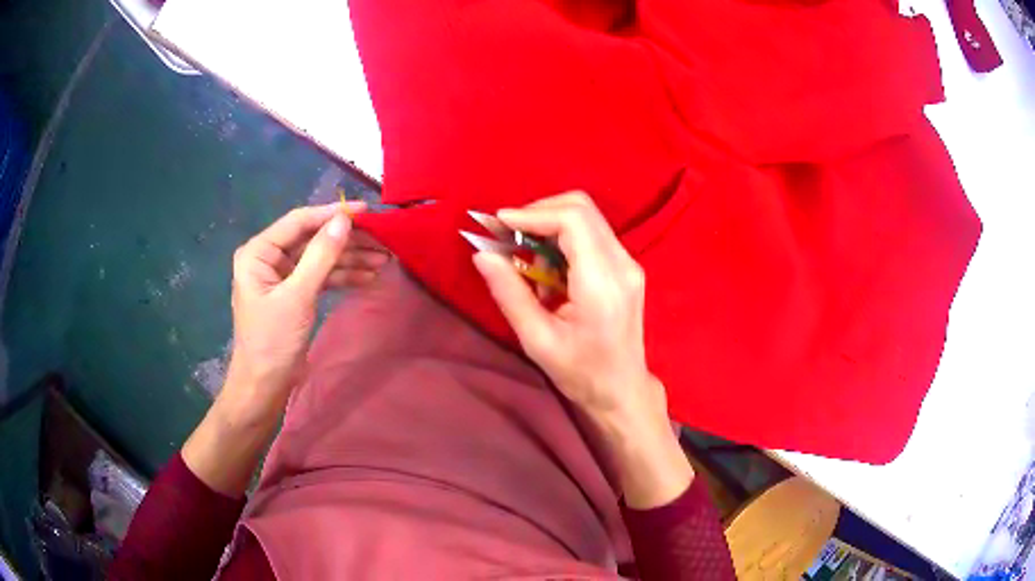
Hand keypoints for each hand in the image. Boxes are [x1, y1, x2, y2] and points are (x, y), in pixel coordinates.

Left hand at [184, 202, 388, 495]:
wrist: (264, 386)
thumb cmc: (273, 341)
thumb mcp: (297, 296)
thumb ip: (320, 256)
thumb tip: (344, 220)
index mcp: (259, 252)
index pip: (299, 222)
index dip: (332, 213)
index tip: (366, 211)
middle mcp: (269, 258)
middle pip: (313, 239)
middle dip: (347, 240)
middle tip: (382, 240)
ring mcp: (283, 276)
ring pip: (320, 258)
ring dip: (350, 259)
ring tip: (384, 260)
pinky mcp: (294, 294)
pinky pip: (321, 277)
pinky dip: (342, 277)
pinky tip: (367, 276)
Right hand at [473, 192, 691, 507]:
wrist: (622, 389)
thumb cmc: (581, 373)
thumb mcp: (537, 340)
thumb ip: (510, 294)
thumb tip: (482, 255)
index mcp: (602, 284)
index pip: (573, 220)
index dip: (533, 214)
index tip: (499, 225)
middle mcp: (622, 264)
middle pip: (581, 208)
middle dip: (538, 212)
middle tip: (507, 236)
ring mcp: (628, 263)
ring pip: (586, 217)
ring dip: (549, 225)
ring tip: (524, 258)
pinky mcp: (625, 266)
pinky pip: (591, 234)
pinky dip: (562, 238)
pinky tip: (546, 268)